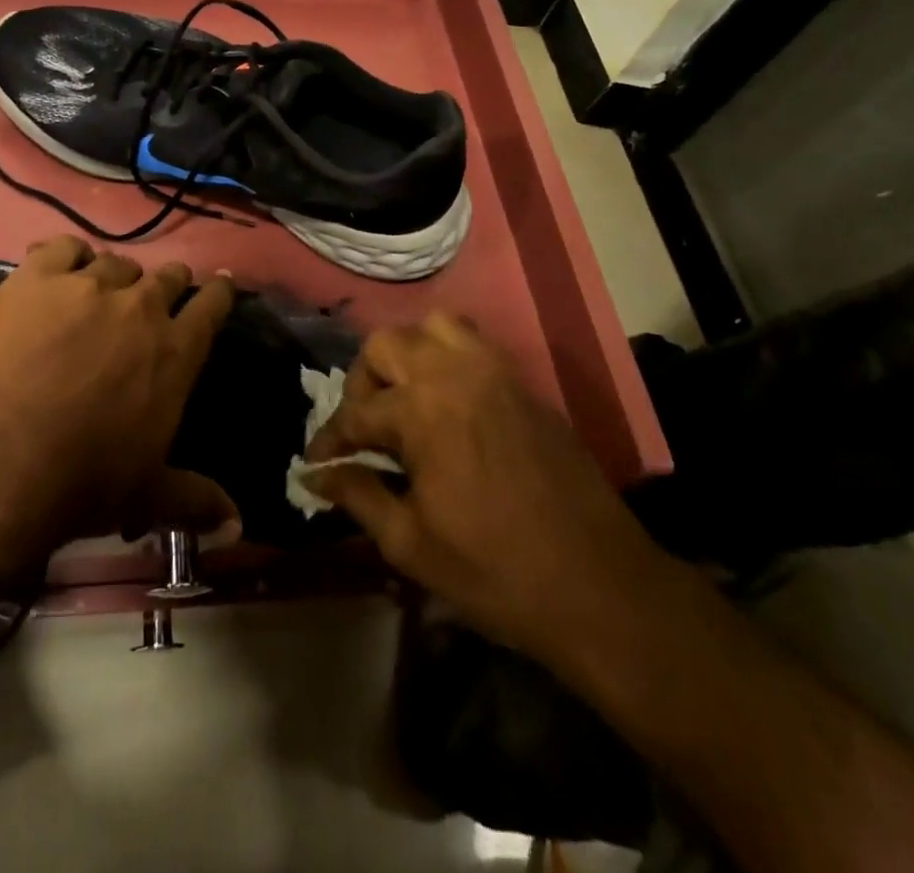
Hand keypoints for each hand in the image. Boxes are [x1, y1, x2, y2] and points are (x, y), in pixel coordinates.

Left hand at [0, 235, 237, 549]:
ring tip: (98, 293)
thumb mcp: (148, 494)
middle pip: (166, 276)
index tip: (217, 285)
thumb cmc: (85, 479)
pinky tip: (59, 272)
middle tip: (151, 301)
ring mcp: (89, 286)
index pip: (213, 303)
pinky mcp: (38, 279)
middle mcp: (141, 307)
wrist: (3, 460)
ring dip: (114, 277)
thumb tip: (238, 523)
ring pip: (115, 262)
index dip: (218, 291)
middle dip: (166, 285)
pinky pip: (61, 247)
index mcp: (177, 351)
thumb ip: (196, 500)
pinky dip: (65, 257)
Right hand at [305, 313, 673, 665]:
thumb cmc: (495, 570)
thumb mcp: (411, 543)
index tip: (315, 463)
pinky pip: (474, 346)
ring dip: (408, 355)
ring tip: (405, 400)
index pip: (356, 412)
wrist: (599, 586)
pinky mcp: (523, 385)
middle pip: (386, 345)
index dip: (329, 440)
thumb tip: (314, 476)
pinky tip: (447, 405)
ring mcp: (495, 373)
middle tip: (363, 427)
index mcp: (423, 410)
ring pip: (434, 327)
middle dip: (362, 382)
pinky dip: (447, 359)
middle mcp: (455, 374)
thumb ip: (358, 496)